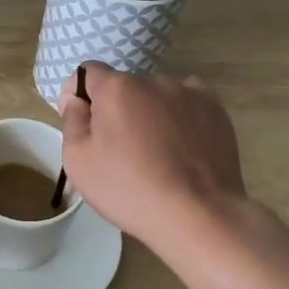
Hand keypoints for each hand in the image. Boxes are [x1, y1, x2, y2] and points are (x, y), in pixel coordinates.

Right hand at [58, 64, 247, 247]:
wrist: (198, 215)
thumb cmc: (129, 189)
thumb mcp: (78, 161)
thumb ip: (72, 119)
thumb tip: (77, 99)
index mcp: (117, 87)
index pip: (88, 72)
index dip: (81, 96)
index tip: (85, 127)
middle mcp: (154, 80)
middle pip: (124, 86)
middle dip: (118, 109)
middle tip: (121, 150)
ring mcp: (190, 92)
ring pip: (157, 96)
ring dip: (150, 113)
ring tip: (157, 153)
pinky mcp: (216, 110)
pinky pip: (188, 104)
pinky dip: (180, 118)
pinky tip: (182, 147)